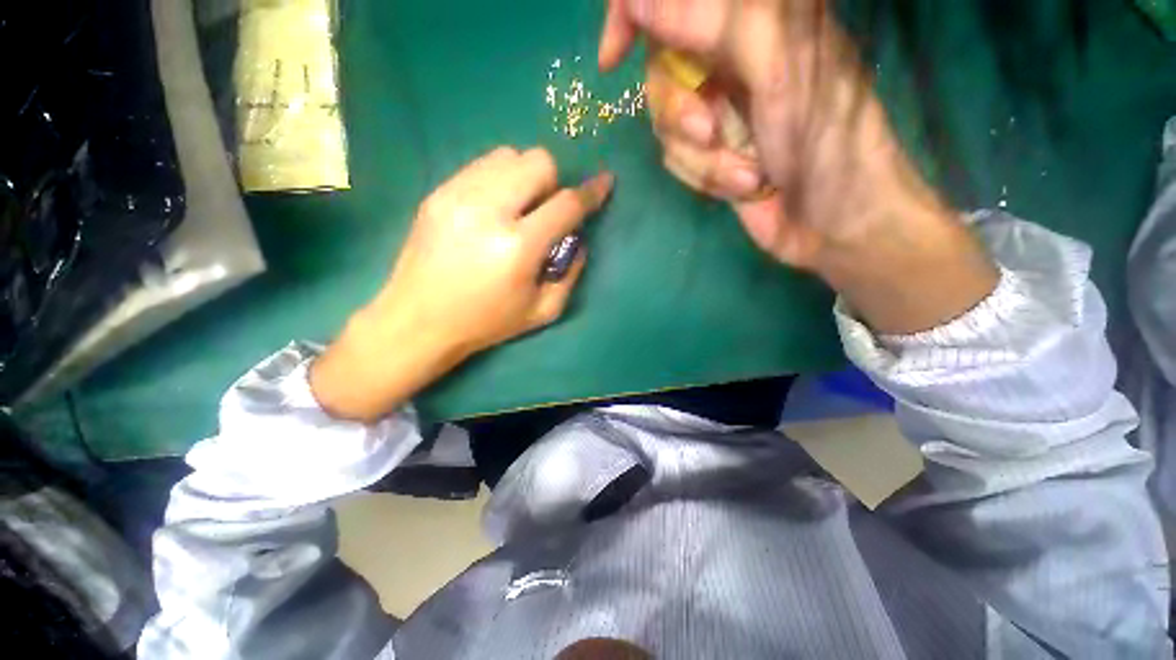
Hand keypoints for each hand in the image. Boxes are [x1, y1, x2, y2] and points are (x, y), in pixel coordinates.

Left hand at [311, 147, 613, 420]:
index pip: (566, 204)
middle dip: (554, 182)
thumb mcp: (542, 311)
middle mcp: (489, 211)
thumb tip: (579, 240)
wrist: (418, 320)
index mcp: (518, 247)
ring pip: (508, 155)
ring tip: (519, 206)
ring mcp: (458, 196)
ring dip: (525, 176)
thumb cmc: (486, 322)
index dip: (591, 192)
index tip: (605, 182)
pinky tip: (493, 206)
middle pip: (538, 162)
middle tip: (546, 209)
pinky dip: (499, 178)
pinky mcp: (437, 193)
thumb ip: (570, 274)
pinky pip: (480, 165)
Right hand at [600, 0, 997, 333]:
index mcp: (755, 16)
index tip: (612, 56)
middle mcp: (730, 57)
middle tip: (711, 132)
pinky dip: (706, 177)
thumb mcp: (773, 67)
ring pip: (665, 123)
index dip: (631, 16)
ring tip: (746, 172)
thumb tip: (636, 0)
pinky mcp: (711, 152)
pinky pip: (678, 159)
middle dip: (677, 112)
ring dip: (701, 157)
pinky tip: (743, 185)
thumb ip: (709, 22)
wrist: (830, 220)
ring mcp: (719, 109)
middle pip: (658, 71)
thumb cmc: (822, 139)